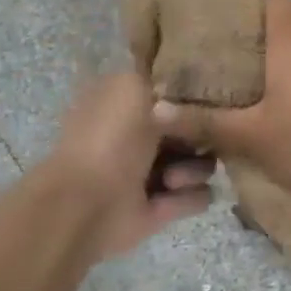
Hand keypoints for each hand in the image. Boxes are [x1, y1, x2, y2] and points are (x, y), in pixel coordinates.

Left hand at [46, 73, 216, 257]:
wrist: (86, 205)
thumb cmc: (108, 141)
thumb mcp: (132, 89)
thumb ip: (164, 82)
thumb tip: (184, 102)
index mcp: (124, 104)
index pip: (171, 94)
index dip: (191, 97)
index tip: (204, 101)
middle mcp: (138, 137)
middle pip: (193, 131)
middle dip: (198, 136)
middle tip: (192, 142)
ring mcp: (151, 174)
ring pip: (201, 164)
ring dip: (193, 170)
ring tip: (170, 179)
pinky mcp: (162, 208)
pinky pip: (198, 196)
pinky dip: (189, 197)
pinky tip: (169, 197)